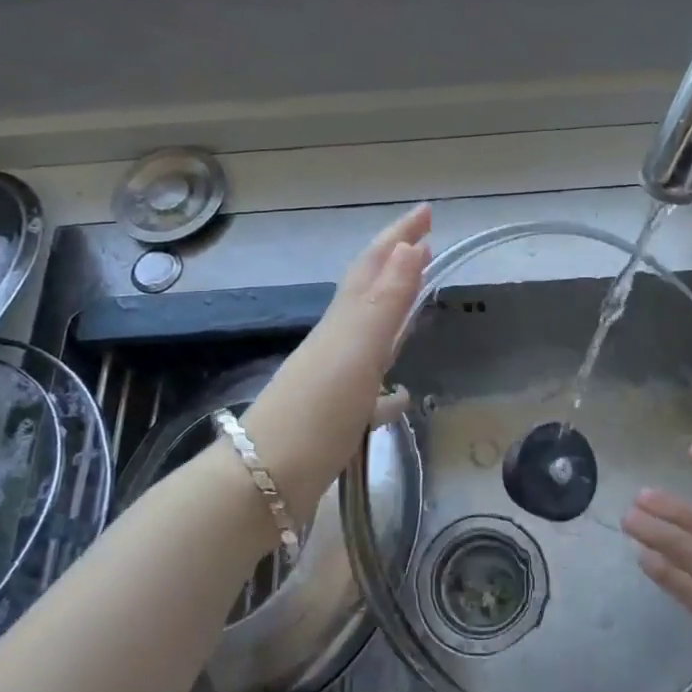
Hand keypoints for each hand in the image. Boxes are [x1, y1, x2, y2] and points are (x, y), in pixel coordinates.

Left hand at [239, 204, 431, 524]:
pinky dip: (388, 383)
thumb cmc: (316, 413)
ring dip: (393, 310)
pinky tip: (401, 397)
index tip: (428, 211)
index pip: (375, 265)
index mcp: (343, 322)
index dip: (400, 235)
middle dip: (396, 262)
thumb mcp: (356, 352)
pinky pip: (370, 387)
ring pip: (369, 333)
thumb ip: (385, 302)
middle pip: (369, 290)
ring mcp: (334, 378)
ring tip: (417, 299)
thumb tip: (411, 247)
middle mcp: (337, 341)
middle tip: (424, 241)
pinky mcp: (335, 415)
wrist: (263, 481)